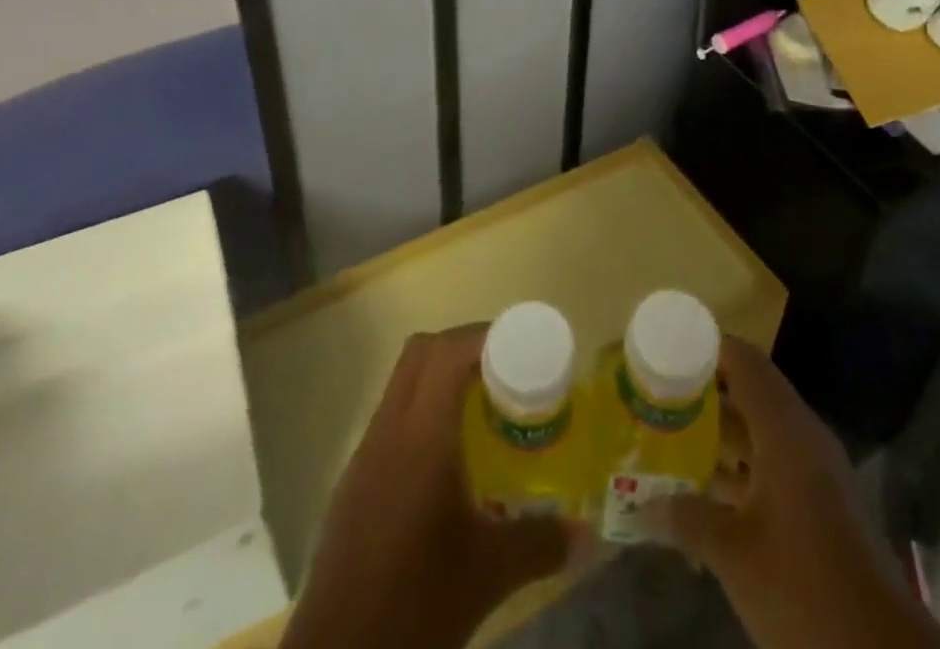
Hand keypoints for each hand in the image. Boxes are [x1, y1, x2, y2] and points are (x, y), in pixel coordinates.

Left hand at [280, 325, 575, 648]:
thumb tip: (588, 536)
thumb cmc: (418, 603)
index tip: (520, 346)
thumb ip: (541, 543)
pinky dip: (421, 413)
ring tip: (481, 409)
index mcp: (422, 436)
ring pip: (401, 383)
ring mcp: (364, 455)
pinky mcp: (352, 484)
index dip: (484, 336)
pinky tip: (446, 458)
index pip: (447, 352)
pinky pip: (390, 418)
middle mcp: (388, 431)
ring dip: (438, 378)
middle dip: (462, 347)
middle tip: (503, 370)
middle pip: (420, 353)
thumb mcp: (490, 573)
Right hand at [645, 337, 939, 648]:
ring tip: (669, 439)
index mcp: (785, 429)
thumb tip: (644, 506)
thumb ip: (687, 519)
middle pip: (748, 393)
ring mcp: (815, 472)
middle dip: (703, 395)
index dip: (705, 349)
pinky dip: (738, 469)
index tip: (664, 354)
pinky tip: (703, 492)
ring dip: (718, 435)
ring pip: (759, 432)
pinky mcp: (820, 506)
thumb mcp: (734, 554)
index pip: (743, 361)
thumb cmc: (803, 587)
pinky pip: (772, 465)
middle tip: (656, 399)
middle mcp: (802, 437)